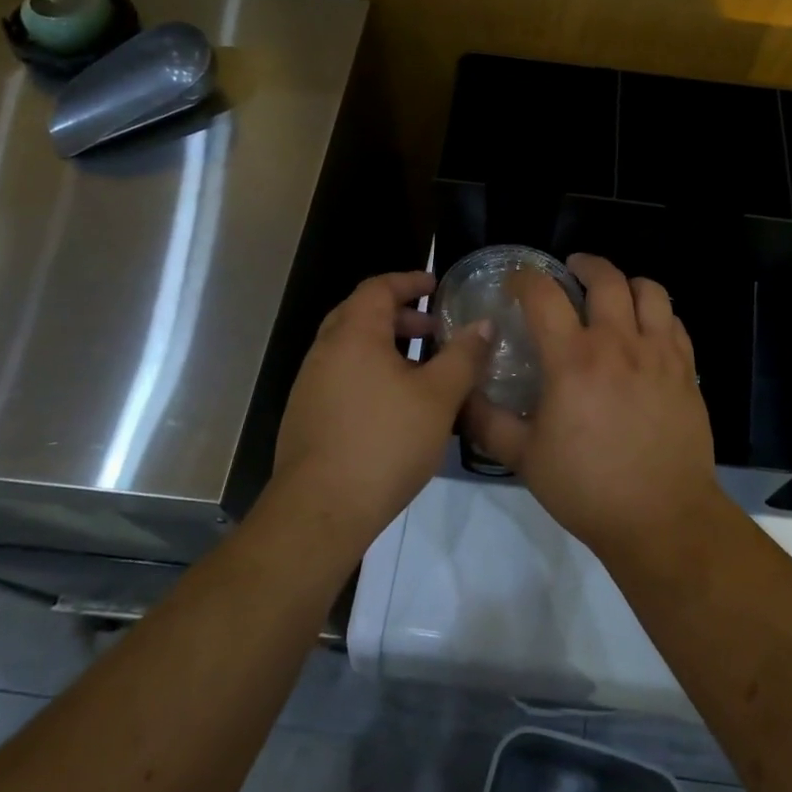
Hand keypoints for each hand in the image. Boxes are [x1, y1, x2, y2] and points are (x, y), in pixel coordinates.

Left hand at [269, 271, 491, 560]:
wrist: (320, 510)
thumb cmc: (385, 442)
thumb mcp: (438, 397)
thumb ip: (463, 356)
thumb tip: (484, 324)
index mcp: (353, 335)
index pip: (378, 287)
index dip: (408, 281)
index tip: (436, 286)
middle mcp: (325, 350)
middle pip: (361, 314)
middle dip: (400, 315)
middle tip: (434, 328)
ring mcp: (311, 384)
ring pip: (351, 348)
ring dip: (386, 346)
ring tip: (422, 369)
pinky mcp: (307, 415)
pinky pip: (342, 375)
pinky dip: (370, 371)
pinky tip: (395, 404)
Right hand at [466, 254, 721, 561]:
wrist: (662, 517)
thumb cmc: (587, 488)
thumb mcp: (525, 459)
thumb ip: (488, 422)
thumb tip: (462, 396)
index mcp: (573, 360)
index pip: (544, 295)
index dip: (526, 278)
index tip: (517, 281)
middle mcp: (618, 344)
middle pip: (605, 278)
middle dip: (585, 264)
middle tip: (572, 270)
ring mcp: (658, 353)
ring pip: (649, 291)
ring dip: (627, 283)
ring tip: (615, 293)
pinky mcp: (686, 370)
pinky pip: (675, 322)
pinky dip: (658, 313)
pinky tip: (647, 329)